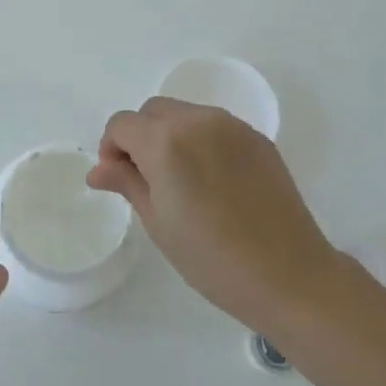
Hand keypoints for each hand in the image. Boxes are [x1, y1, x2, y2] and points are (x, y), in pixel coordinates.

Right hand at [87, 97, 343, 330]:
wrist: (287, 274)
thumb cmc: (210, 257)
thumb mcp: (158, 222)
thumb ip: (127, 183)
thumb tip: (98, 170)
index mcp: (166, 141)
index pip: (122, 124)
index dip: (111, 148)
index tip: (117, 179)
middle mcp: (198, 120)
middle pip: (153, 111)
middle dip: (139, 137)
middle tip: (145, 179)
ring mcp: (233, 126)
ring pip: (185, 114)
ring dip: (170, 135)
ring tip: (179, 181)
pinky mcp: (257, 138)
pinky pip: (215, 126)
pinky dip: (200, 140)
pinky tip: (210, 181)